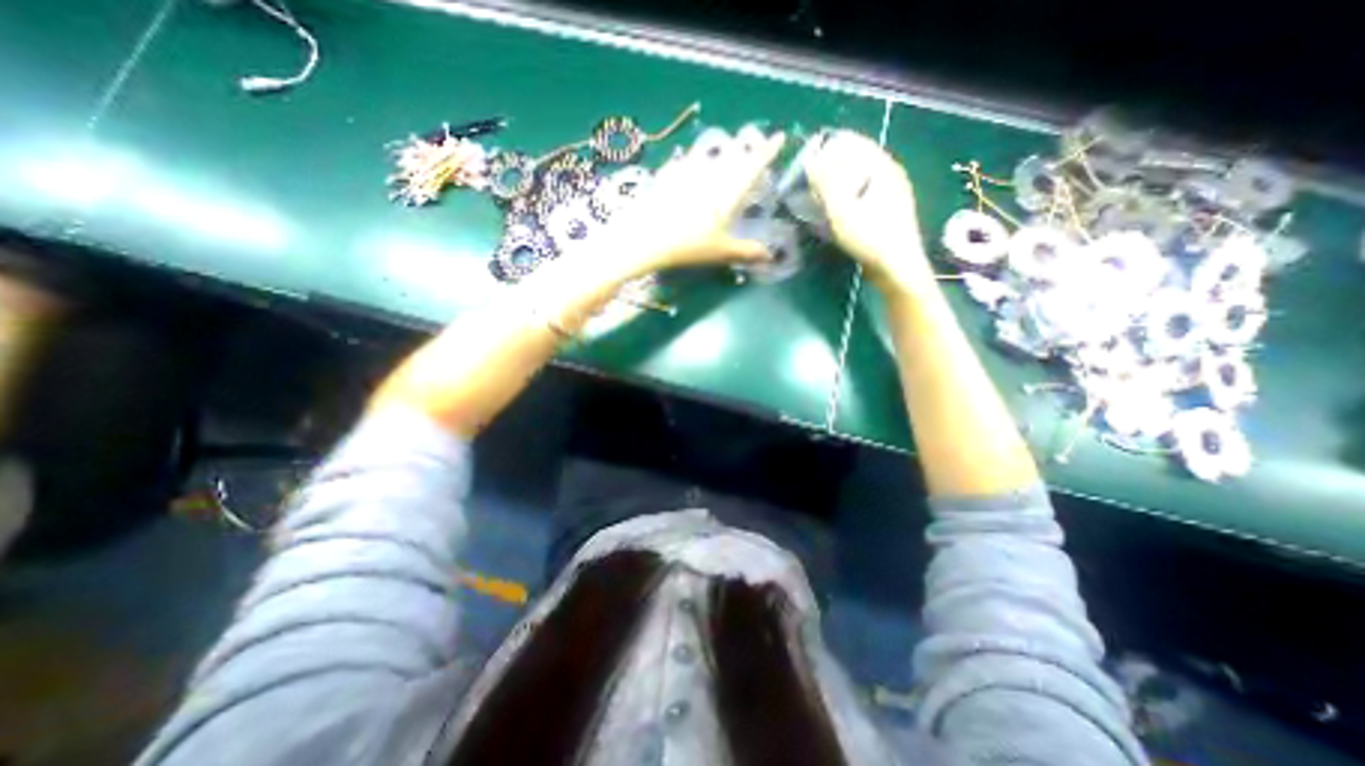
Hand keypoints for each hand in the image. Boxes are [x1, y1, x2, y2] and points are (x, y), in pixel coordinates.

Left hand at [599, 125, 782, 277]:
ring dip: (720, 151)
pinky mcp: (667, 176)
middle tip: (751, 147)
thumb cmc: (689, 245)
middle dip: (745, 148)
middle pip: (732, 154)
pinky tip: (688, 164)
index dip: (767, 151)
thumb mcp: (721, 252)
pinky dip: (692, 162)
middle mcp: (710, 175)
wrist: (646, 237)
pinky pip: (684, 162)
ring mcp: (687, 172)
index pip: (753, 166)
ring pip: (709, 154)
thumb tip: (769, 256)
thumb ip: (747, 252)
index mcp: (728, 192)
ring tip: (723, 154)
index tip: (779, 136)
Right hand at [804, 129, 939, 289]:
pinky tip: (836, 212)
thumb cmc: (870, 238)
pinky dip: (847, 197)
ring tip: (818, 196)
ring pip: (860, 179)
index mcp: (883, 168)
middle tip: (809, 181)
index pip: (854, 143)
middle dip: (831, 167)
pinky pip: (863, 194)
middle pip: (857, 160)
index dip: (829, 148)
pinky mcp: (888, 212)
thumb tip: (811, 160)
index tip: (808, 162)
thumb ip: (826, 183)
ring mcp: (892, 194)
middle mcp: (891, 175)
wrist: (897, 269)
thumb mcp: (842, 210)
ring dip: (838, 184)